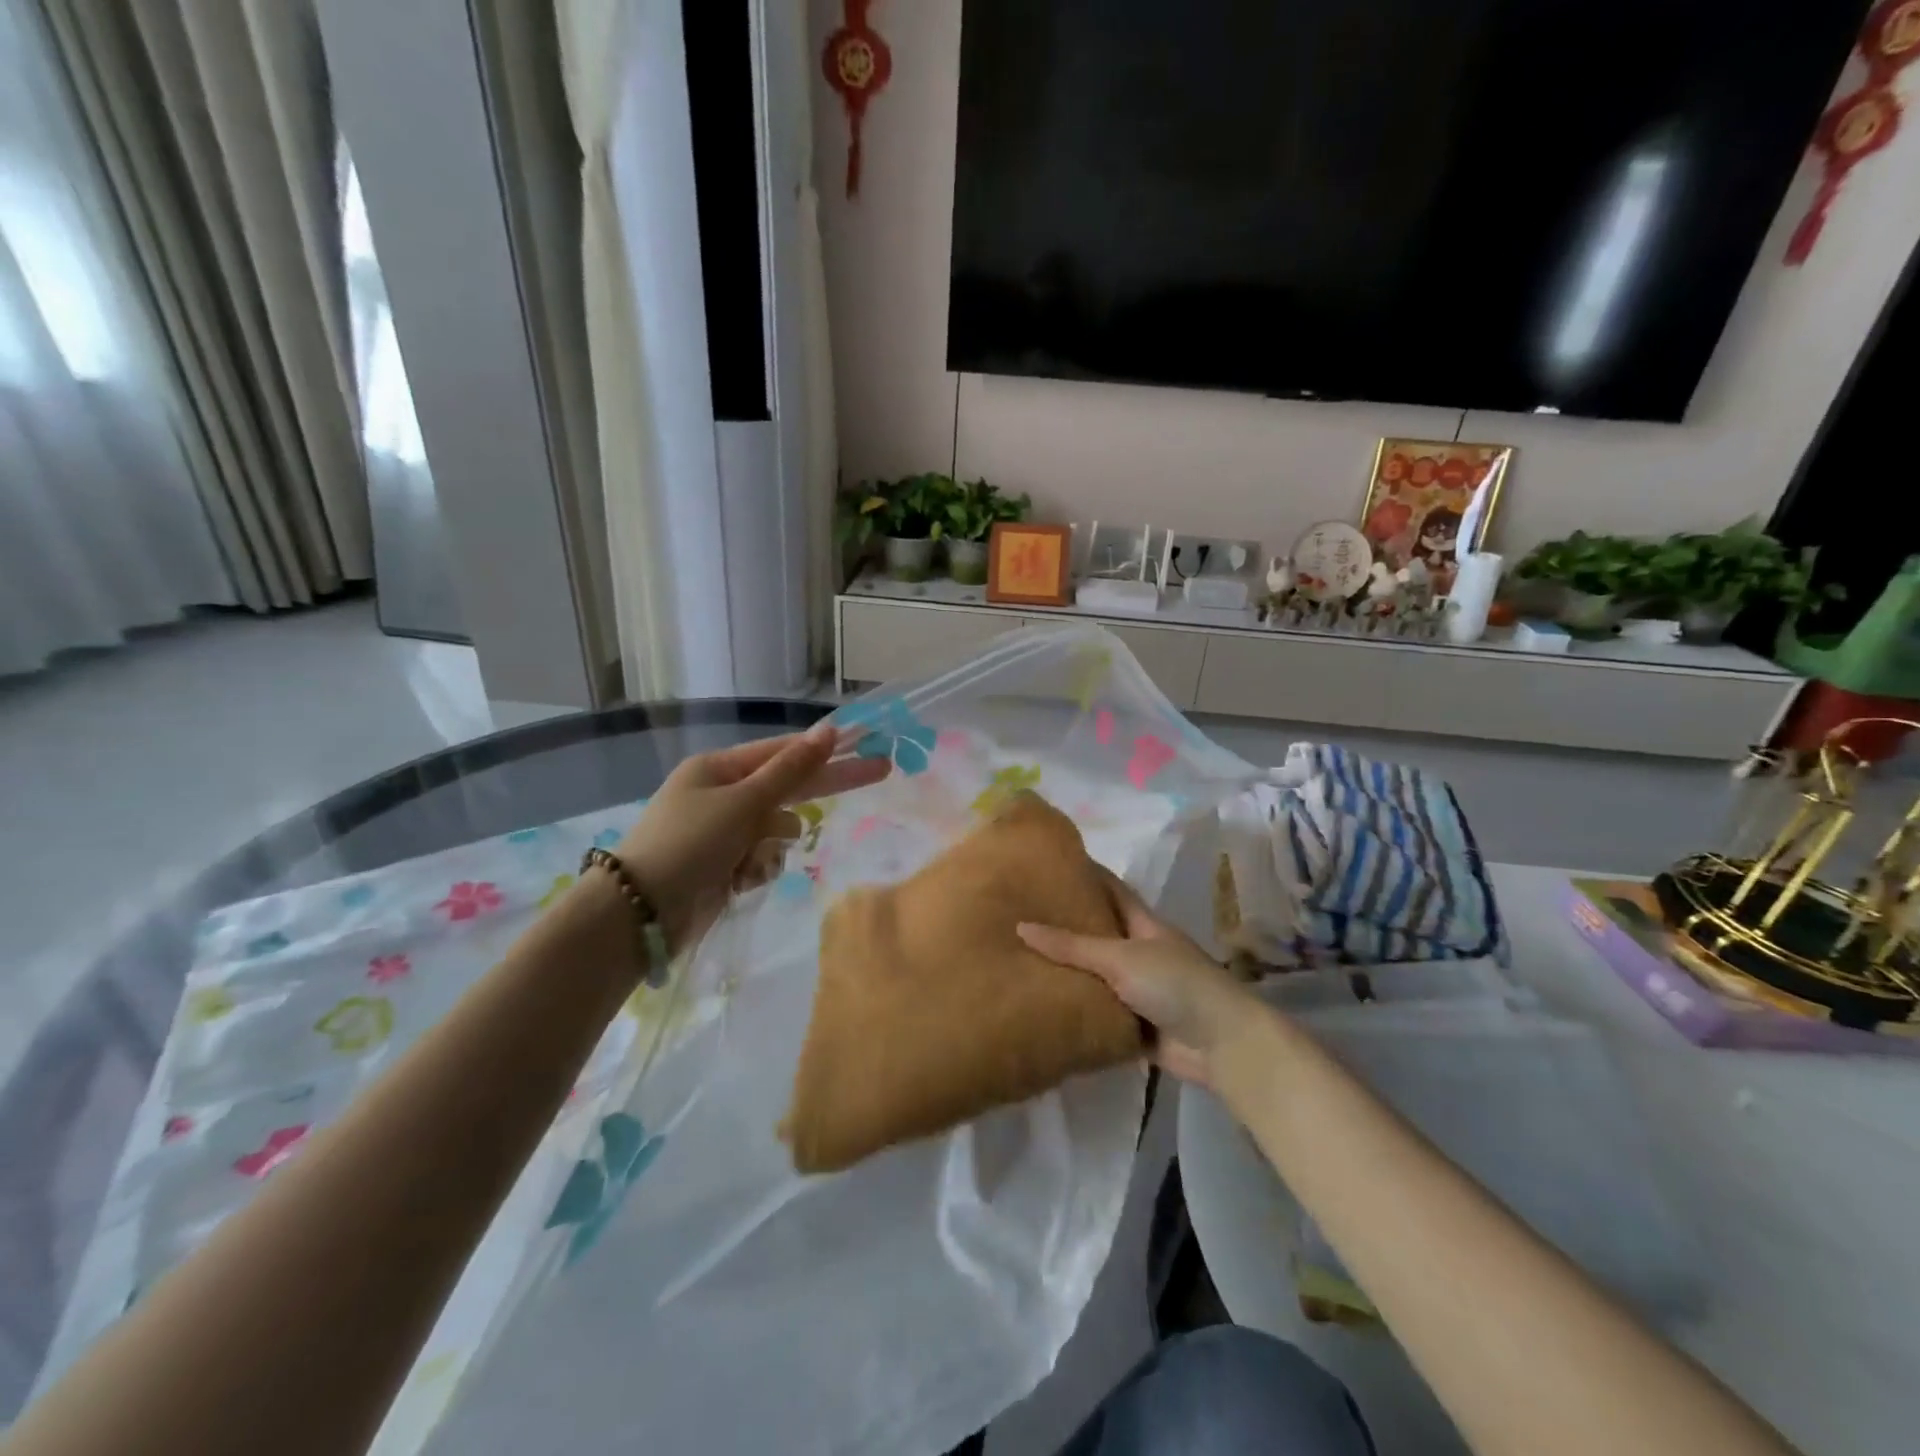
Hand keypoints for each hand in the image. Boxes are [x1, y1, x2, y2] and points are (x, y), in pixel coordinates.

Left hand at [615, 722, 888, 949]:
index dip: (827, 748)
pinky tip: (737, 881)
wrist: (639, 913)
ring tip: (746, 859)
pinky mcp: (725, 866)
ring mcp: (724, 832)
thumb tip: (828, 731)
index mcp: (719, 769)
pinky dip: (757, 868)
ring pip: (778, 829)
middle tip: (881, 770)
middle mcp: (723, 795)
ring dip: (771, 844)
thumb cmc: (690, 843)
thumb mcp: (743, 801)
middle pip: (788, 786)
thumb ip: (791, 770)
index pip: (785, 752)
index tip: (865, 742)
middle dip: (827, 785)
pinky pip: (763, 858)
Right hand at [1018, 871, 1263, 1087]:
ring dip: (1068, 972)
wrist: (1222, 1045)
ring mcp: (1139, 991)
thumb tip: (1021, 926)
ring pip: (1096, 976)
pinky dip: (1076, 1011)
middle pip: (1099, 934)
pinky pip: (1099, 1014)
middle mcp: (1141, 953)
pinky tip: (1041, 1006)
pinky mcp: (1135, 1027)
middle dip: (1066, 925)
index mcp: (1144, 925)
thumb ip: (1072, 946)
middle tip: (1020, 914)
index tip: (1050, 864)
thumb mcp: (1121, 957)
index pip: (1111, 890)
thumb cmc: (1175, 984)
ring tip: (1018, 960)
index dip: (1085, 875)